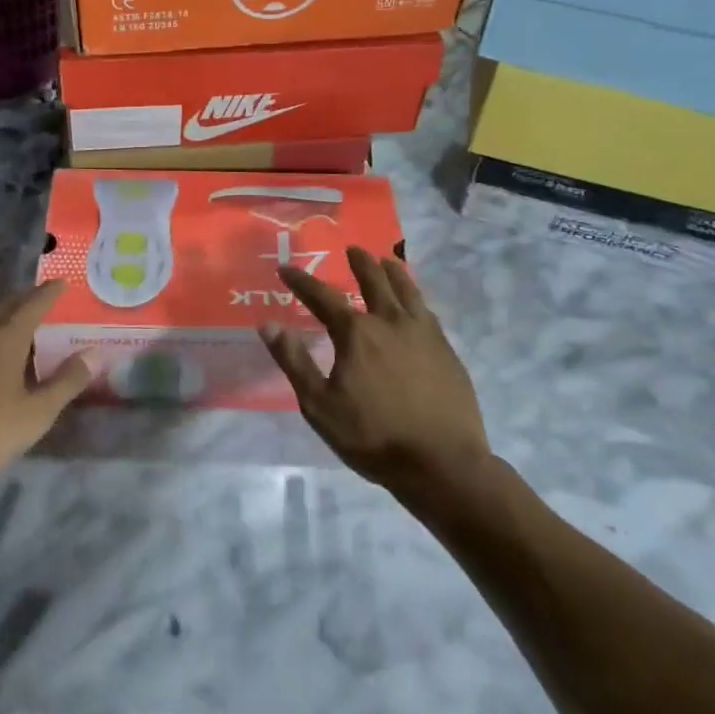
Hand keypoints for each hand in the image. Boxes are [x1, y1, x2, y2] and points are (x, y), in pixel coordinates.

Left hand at [0, 282, 91, 486]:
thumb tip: (94, 354)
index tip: (61, 282)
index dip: (48, 293)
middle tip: (35, 297)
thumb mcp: (33, 414)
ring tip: (6, 317)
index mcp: (4, 337)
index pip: (32, 304)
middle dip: (20, 298)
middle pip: (1, 304)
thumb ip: (65, 383)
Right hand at [261, 247, 490, 493]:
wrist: (442, 464)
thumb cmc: (373, 436)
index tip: (287, 269)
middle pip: (374, 281)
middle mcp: (390, 322)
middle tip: (353, 249)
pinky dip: (416, 298)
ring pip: (407, 291)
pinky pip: (428, 312)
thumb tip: (268, 324)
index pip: (322, 296)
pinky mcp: (447, 351)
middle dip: (360, 263)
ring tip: (387, 261)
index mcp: (356, 333)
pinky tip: (416, 303)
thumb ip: (294, 361)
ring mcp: (423, 334)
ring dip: (394, 272)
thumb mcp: (319, 405)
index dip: (302, 281)